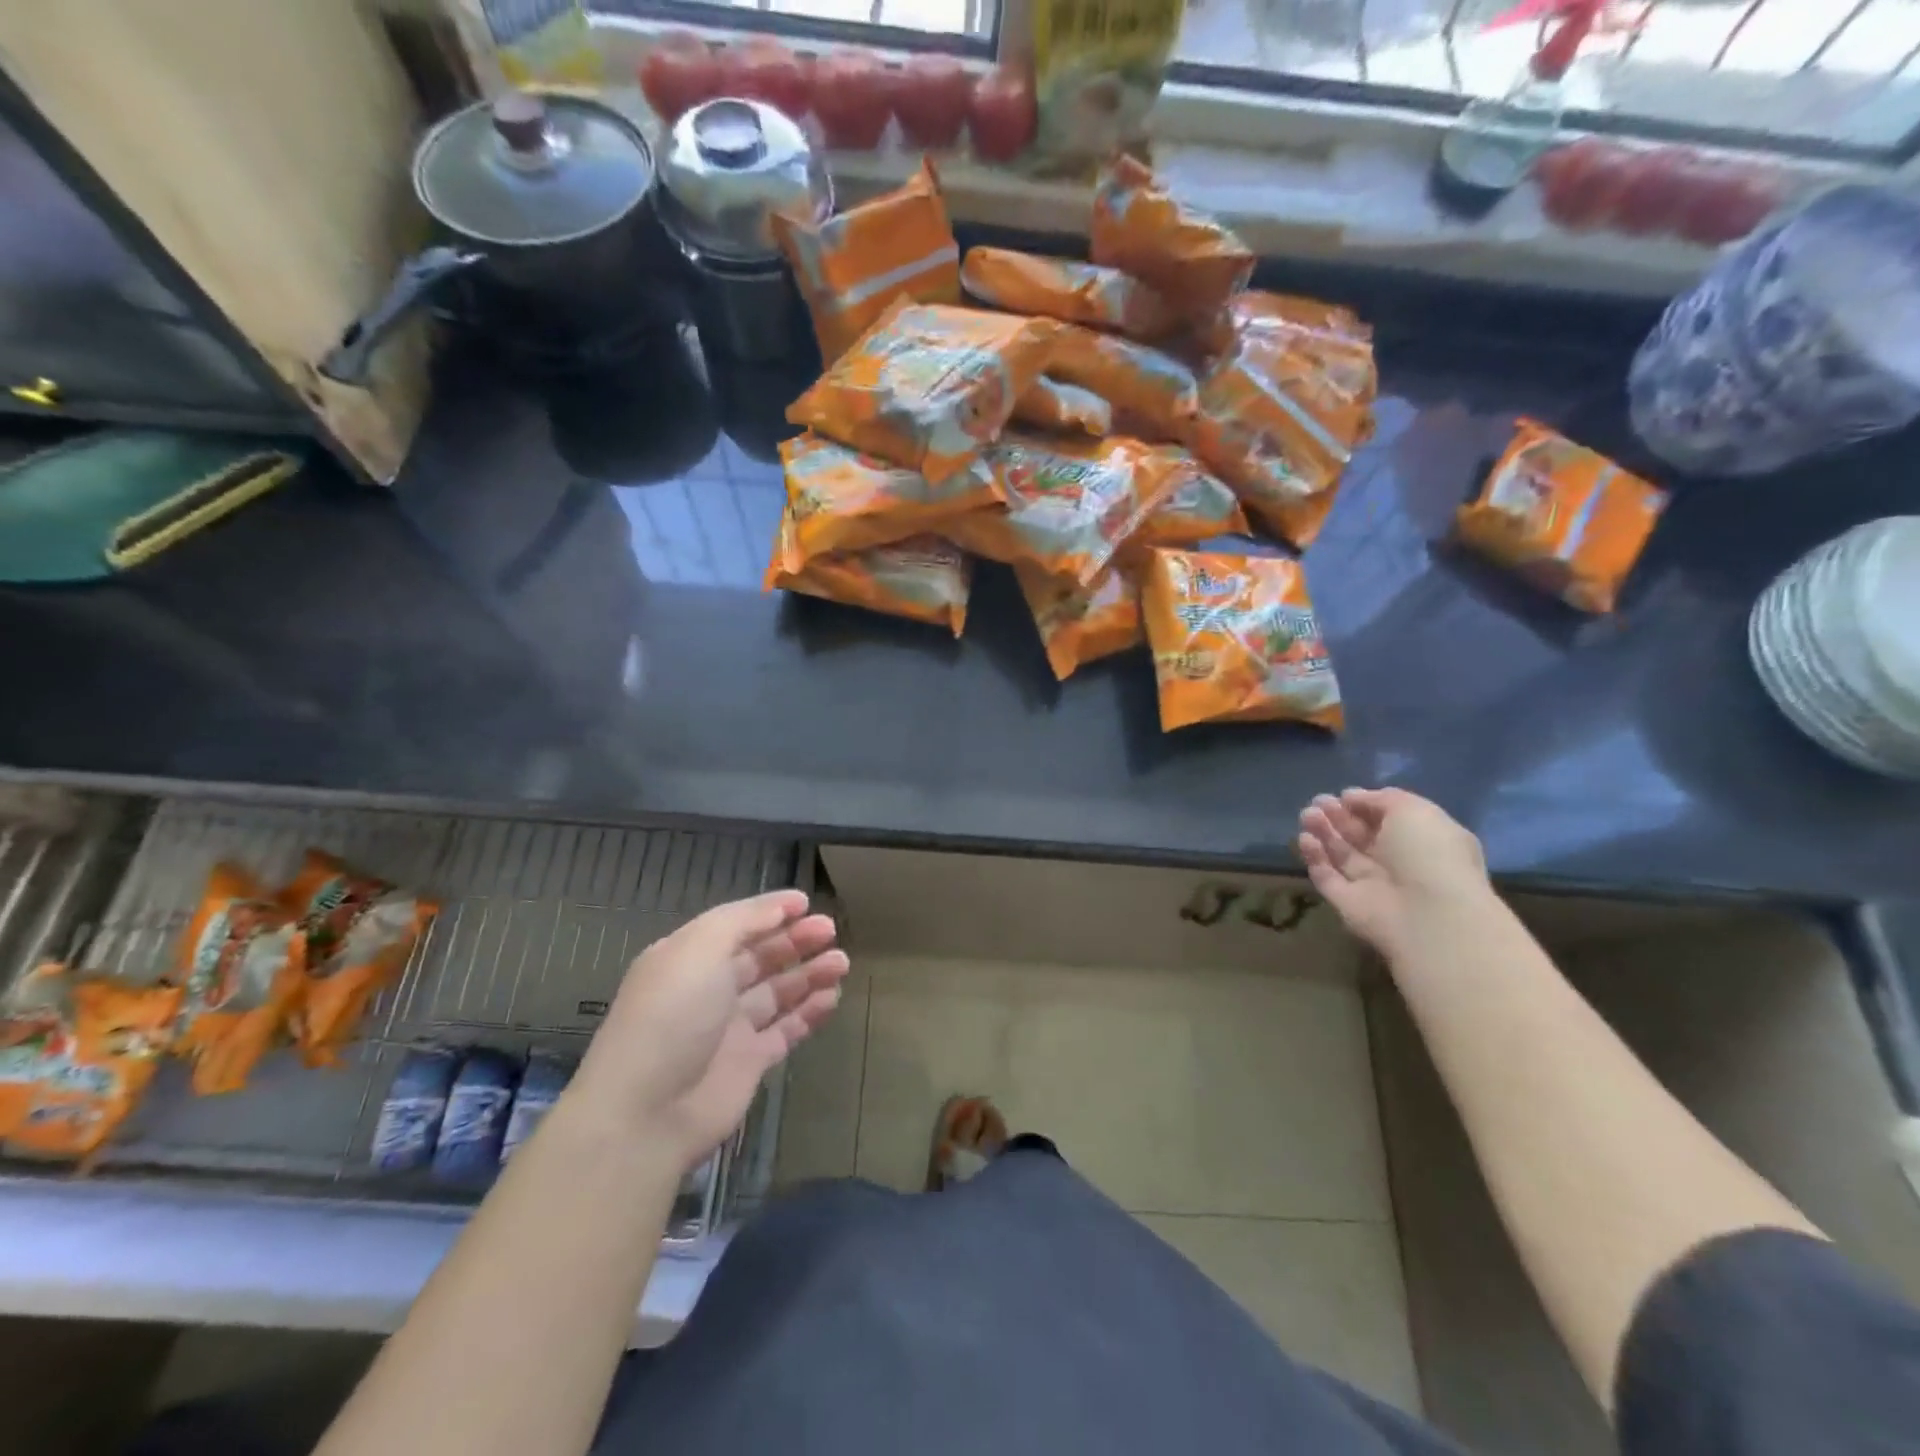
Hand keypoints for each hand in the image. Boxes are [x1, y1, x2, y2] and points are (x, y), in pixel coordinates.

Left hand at [570, 890, 848, 1173]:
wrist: (647, 1111)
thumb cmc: (672, 1015)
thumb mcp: (700, 949)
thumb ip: (742, 921)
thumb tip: (781, 907)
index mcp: (688, 957)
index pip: (736, 925)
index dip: (769, 912)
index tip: (806, 902)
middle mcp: (709, 989)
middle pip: (760, 957)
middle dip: (795, 940)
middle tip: (831, 929)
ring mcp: (730, 1028)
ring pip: (778, 992)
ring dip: (809, 974)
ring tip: (841, 962)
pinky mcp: (750, 1063)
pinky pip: (786, 1030)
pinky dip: (809, 1013)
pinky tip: (833, 997)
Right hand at [1297, 788, 1492, 959]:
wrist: (1427, 914)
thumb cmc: (1428, 854)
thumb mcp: (1413, 810)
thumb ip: (1382, 798)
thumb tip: (1352, 797)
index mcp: (1421, 840)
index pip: (1387, 819)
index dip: (1363, 805)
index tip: (1343, 795)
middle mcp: (1397, 862)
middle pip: (1360, 835)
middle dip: (1337, 816)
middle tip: (1318, 802)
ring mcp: (1371, 885)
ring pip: (1340, 854)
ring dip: (1323, 832)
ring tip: (1307, 816)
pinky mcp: (1347, 903)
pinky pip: (1326, 876)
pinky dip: (1315, 858)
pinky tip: (1306, 840)